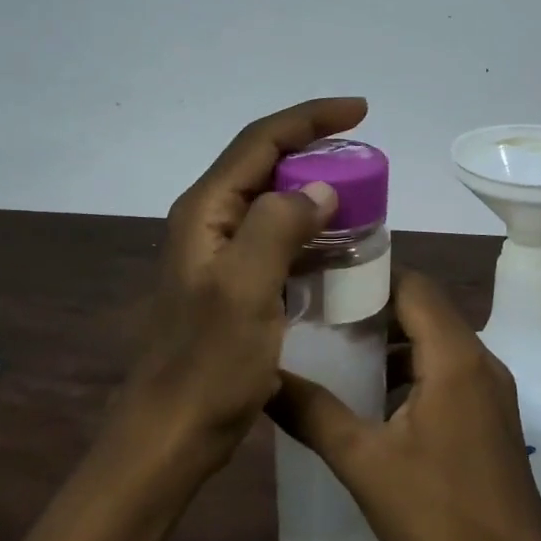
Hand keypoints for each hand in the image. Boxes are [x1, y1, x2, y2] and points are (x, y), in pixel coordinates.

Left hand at [117, 97, 366, 471]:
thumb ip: (278, 228)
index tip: (360, 111)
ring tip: (361, 194)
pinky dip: (310, 232)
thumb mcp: (245, 290)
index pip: (261, 141)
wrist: (175, 429)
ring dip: (315, 191)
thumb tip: (320, 189)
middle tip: (365, 158)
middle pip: (266, 164)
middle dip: (315, 150)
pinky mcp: (234, 282)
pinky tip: (338, 246)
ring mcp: (220, 253)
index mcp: (206, 211)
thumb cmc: (209, 363)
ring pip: (274, 202)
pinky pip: (278, 239)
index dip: (310, 118)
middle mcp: (209, 221)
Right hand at [270, 272, 540, 540]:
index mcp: (454, 356)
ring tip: (342, 350)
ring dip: (395, 339)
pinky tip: (379, 397)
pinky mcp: (493, 413)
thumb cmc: (437, 514)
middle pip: (426, 308)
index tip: (324, 281)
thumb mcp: (364, 462)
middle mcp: (481, 359)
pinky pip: (450, 368)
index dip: (369, 276)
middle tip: (322, 313)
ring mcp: (492, 387)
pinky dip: (415, 367)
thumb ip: (313, 413)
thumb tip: (265, 377)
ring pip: (439, 340)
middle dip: (376, 306)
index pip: (413, 285)